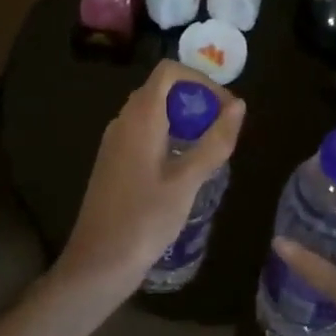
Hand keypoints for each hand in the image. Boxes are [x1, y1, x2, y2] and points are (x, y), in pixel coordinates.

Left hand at [56, 60, 244, 304]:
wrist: (97, 264)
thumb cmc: (144, 220)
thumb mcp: (187, 182)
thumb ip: (215, 141)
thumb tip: (239, 105)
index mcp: (140, 117)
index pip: (169, 71)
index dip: (200, 80)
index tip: (225, 108)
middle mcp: (123, 120)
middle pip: (162, 89)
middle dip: (196, 100)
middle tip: (223, 129)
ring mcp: (115, 141)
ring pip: (153, 111)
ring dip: (184, 119)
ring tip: (209, 148)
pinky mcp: (114, 161)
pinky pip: (144, 132)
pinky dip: (169, 135)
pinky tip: (184, 167)